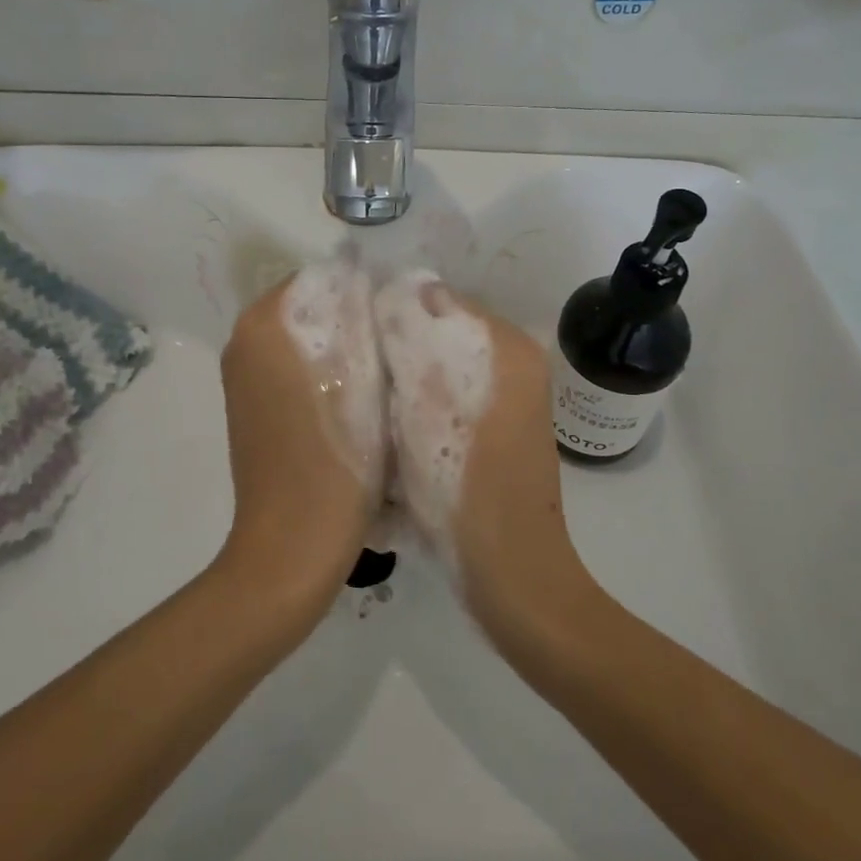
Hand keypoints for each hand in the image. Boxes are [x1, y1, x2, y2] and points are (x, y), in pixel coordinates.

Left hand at [218, 261, 387, 607]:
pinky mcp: (251, 407)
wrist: (293, 545)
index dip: (365, 291)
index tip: (400, 317)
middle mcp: (244, 341)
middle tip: (399, 345)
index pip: (322, 278)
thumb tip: (364, 277)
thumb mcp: (362, 378)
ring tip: (385, 372)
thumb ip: (360, 317)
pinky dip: (324, 372)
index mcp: (264, 324)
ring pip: (305, 339)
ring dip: (342, 346)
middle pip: (311, 307)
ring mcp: (243, 377)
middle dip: (354, 318)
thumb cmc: (336, 460)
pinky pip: (293, 367)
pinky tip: (358, 400)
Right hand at [374, 272, 582, 631]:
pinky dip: (418, 409)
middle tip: (349, 372)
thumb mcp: (427, 404)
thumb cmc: (464, 487)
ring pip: (436, 370)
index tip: (347, 335)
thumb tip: (399, 285)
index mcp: (507, 346)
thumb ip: (415, 336)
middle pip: (437, 335)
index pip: (437, 299)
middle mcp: (513, 364)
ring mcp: (506, 401)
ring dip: (401, 382)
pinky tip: (389, 434)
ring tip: (362, 404)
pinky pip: (445, 400)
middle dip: (394, 349)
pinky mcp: (494, 433)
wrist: (509, 575)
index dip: (389, 312)